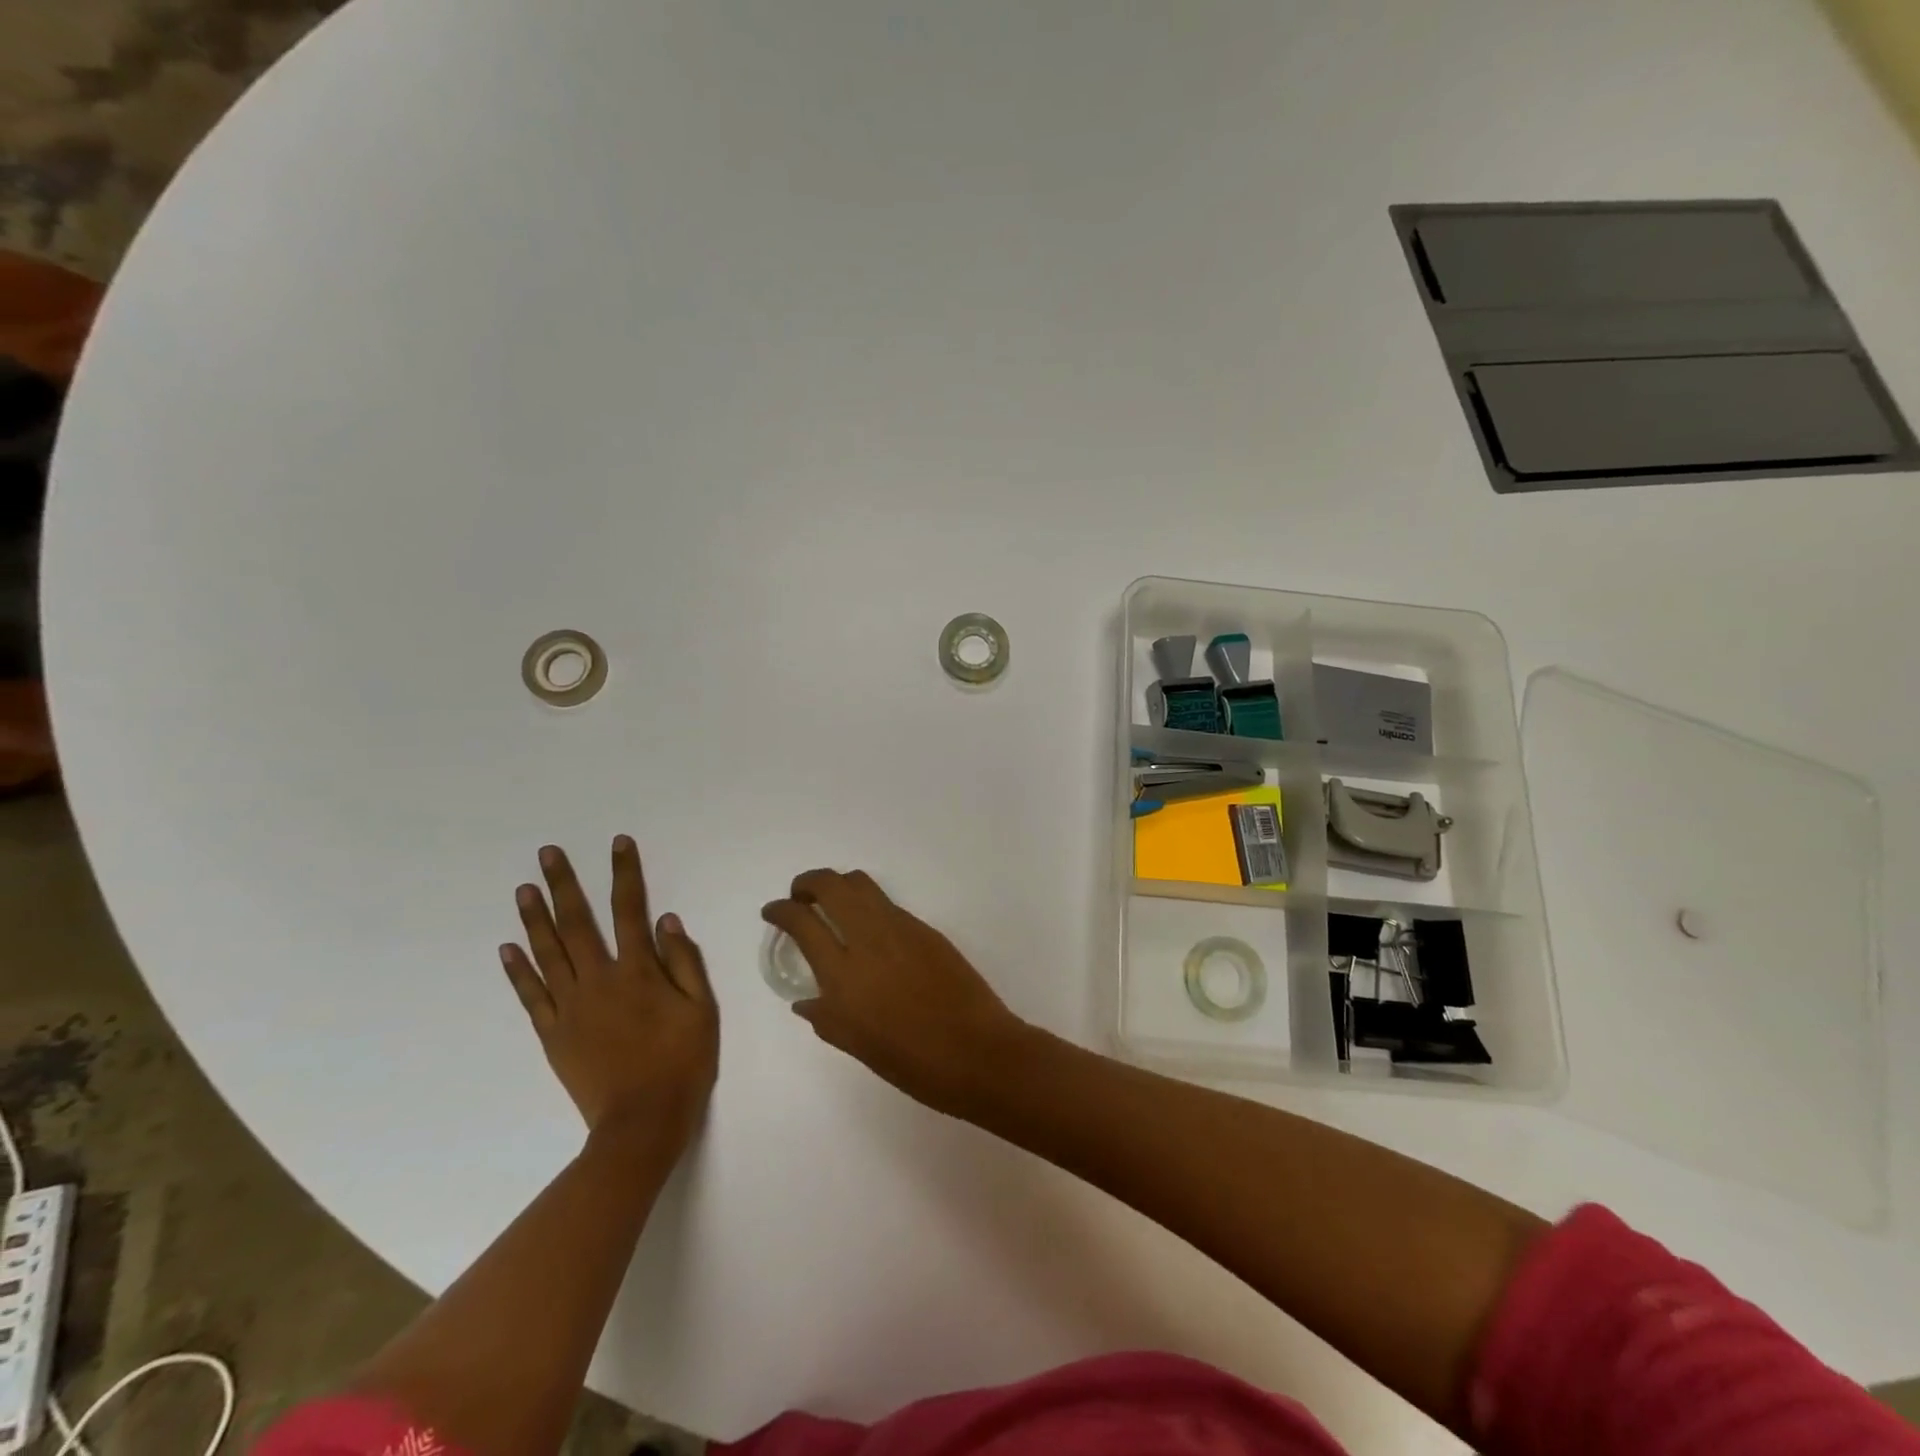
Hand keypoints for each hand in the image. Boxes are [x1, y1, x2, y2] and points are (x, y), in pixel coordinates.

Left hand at [501, 838, 718, 1150]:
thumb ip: (684, 962)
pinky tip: (509, 948)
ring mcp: (570, 1007)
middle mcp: (599, 980)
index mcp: (638, 971)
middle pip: (577, 923)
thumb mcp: (702, 1009)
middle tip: (547, 853)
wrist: (642, 1122)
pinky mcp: (553, 1033)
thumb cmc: (682, 1061)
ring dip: (535, 918)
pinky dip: (519, 970)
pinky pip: (532, 995)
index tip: (617, 844)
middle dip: (564, 884)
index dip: (624, 873)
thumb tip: (666, 920)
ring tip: (524, 888)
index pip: (630, 909)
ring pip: (548, 953)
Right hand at [762, 869, 1026, 1114]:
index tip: (773, 911)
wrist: (977, 1051)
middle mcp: (869, 940)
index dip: (781, 910)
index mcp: (844, 974)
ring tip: (831, 903)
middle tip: (799, 896)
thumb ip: (826, 1017)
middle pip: (831, 886)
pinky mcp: (925, 929)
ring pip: (861, 884)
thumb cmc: (912, 1062)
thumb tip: (806, 999)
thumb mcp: (857, 1046)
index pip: (802, 922)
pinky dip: (868, 904)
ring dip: (838, 885)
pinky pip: (887, 904)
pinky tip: (868, 928)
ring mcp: (900, 928)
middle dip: (807, 882)